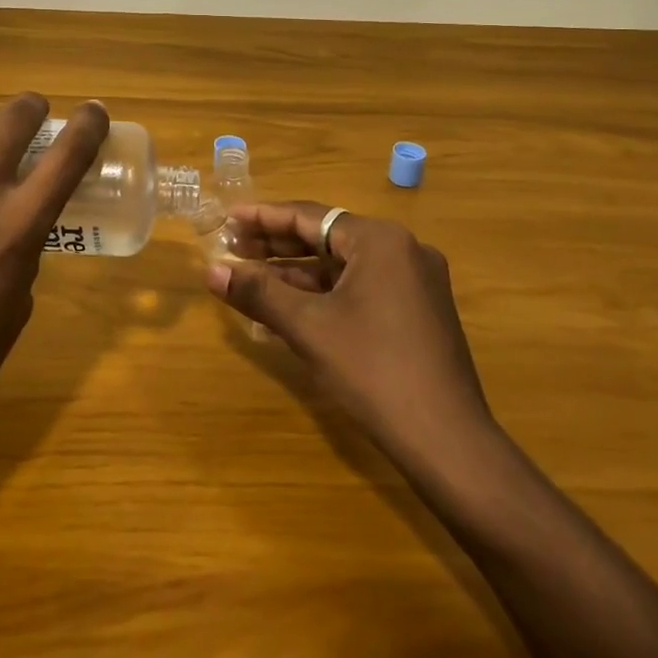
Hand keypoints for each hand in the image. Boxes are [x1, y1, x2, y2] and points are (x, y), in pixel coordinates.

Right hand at [207, 201, 494, 475]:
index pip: (310, 216)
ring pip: (343, 266)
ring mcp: (415, 281)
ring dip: (297, 272)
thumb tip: (210, 272)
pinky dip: (324, 294)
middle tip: (231, 249)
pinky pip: (361, 288)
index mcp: (380, 240)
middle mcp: (402, 249)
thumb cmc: (373, 371)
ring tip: (250, 277)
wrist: (447, 441)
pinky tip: (289, 306)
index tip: (227, 218)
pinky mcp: (418, 311)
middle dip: (277, 245)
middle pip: (327, 238)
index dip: (263, 218)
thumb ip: (258, 292)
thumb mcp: (308, 327)